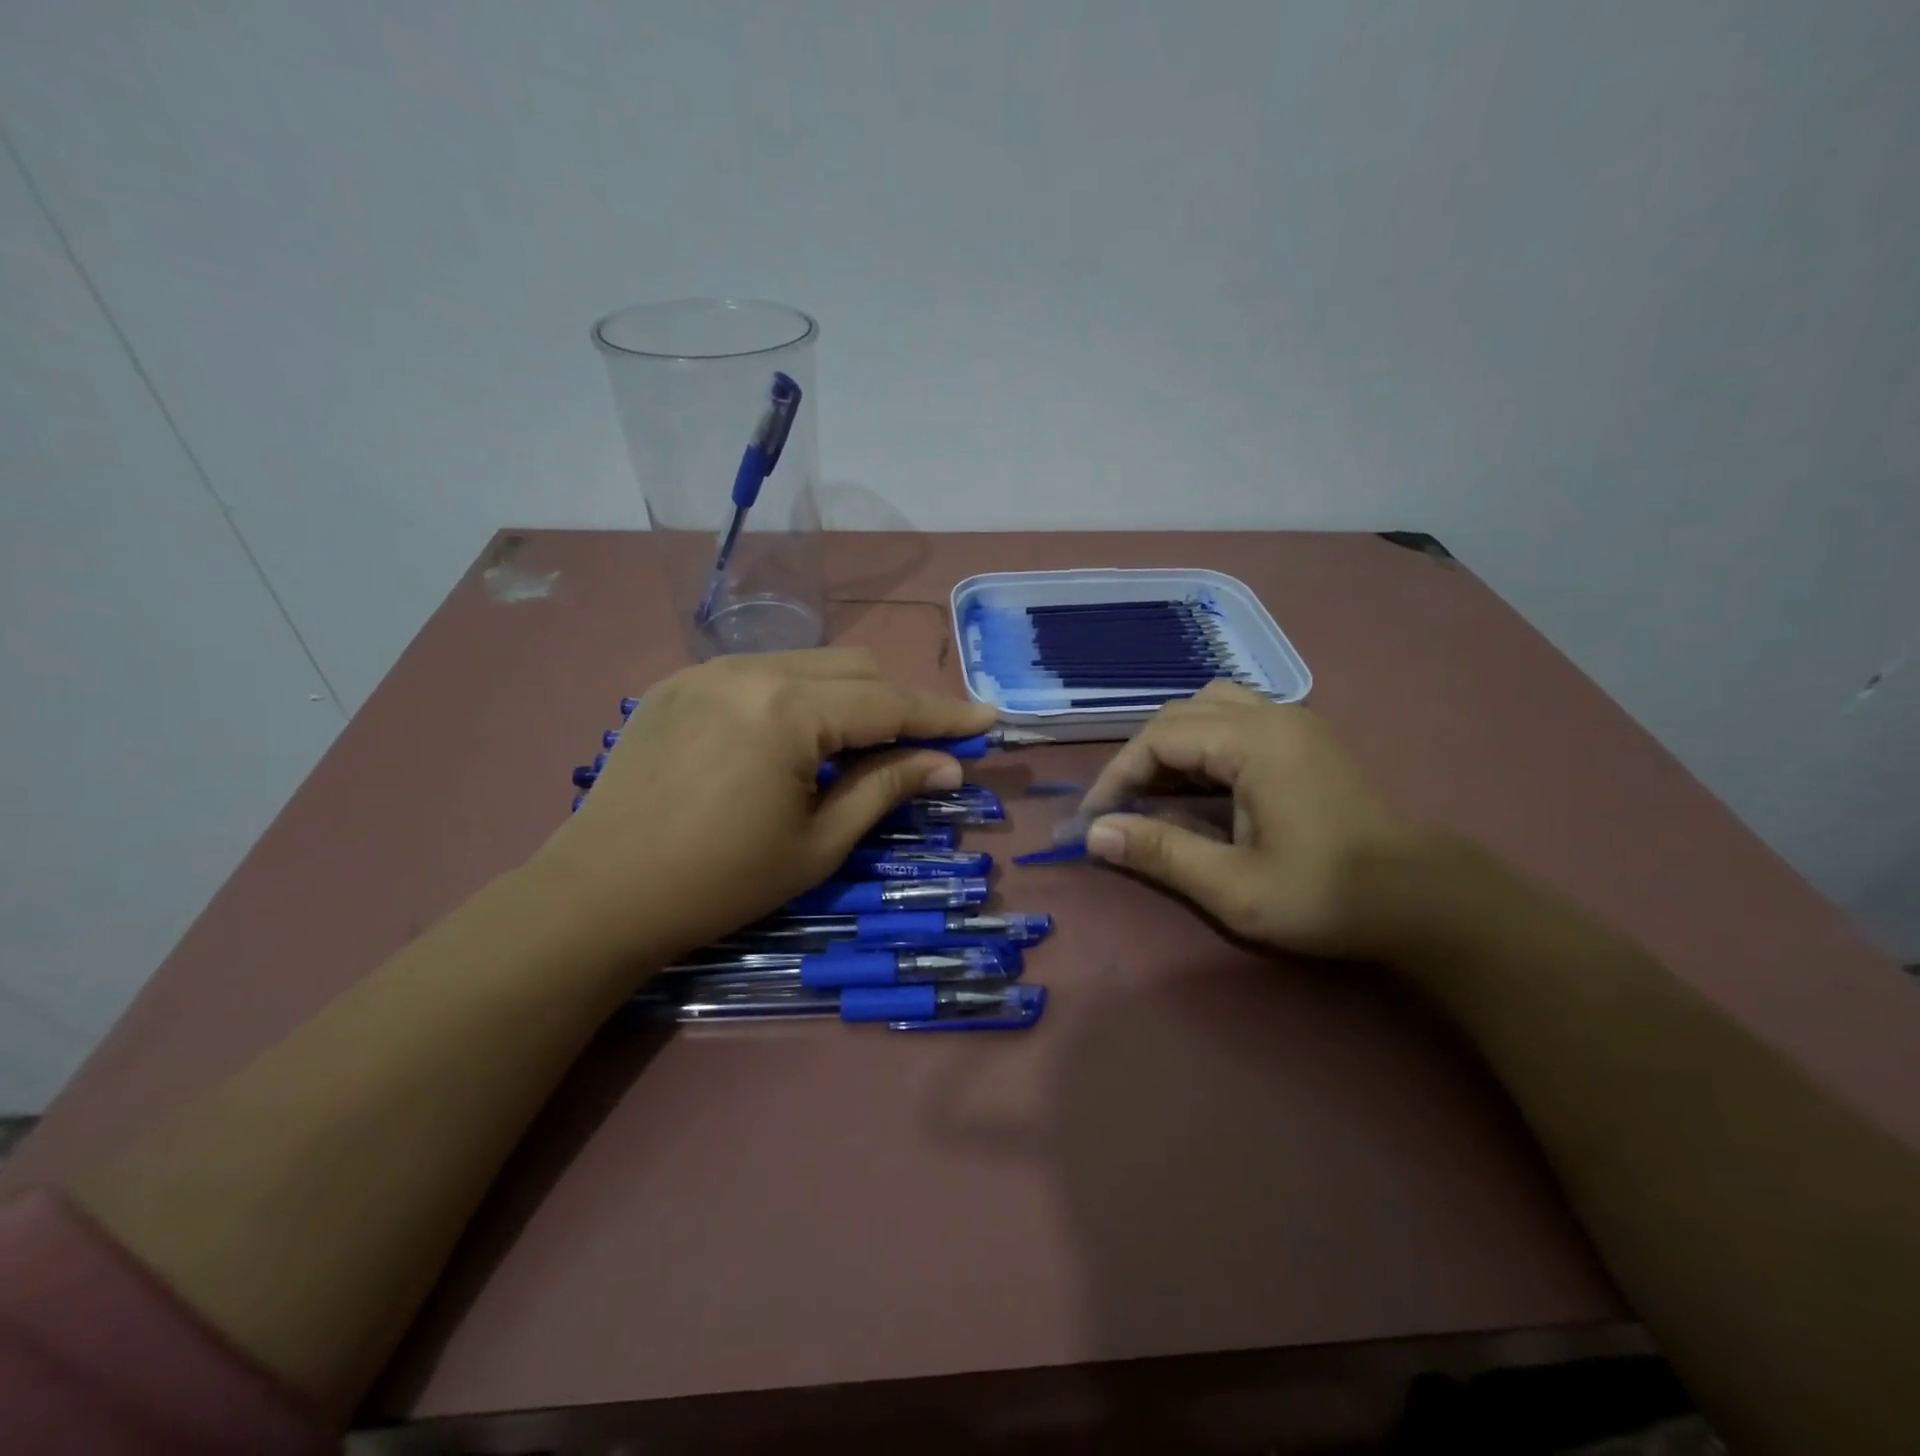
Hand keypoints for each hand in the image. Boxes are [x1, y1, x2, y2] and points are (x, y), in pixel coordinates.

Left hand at [529, 649, 995, 966]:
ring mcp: (708, 670)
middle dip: (898, 702)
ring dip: (849, 697)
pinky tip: (795, 738)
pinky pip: (761, 673)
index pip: (888, 703)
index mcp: (789, 710)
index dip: (943, 715)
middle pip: (854, 668)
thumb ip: (887, 789)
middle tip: (927, 744)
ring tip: (862, 746)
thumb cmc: (720, 882)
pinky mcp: (678, 682)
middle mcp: (751, 668)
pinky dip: (798, 696)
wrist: (599, 895)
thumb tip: (948, 765)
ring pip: (808, 663)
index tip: (988, 719)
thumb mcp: (819, 844)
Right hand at [1077, 682, 1432, 960]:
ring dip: (1173, 744)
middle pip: (1181, 714)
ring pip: (1210, 708)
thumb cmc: (1329, 896)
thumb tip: (1094, 834)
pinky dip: (1204, 744)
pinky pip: (1237, 720)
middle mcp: (1273, 716)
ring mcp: (1295, 723)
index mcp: (1254, 742)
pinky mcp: (1308, 740)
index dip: (1118, 775)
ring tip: (1159, 791)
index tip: (1096, 819)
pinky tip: (1202, 786)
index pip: (1159, 737)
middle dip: (1141, 758)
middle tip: (1123, 808)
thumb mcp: (1234, 887)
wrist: (1427, 901)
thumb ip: (1160, 852)